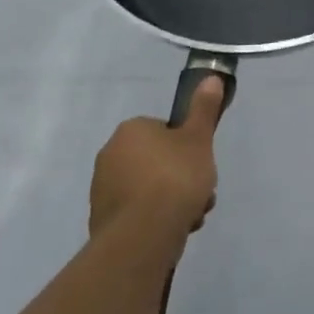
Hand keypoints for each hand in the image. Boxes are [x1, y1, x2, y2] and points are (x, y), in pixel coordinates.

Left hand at [89, 77, 223, 243]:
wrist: (143, 235)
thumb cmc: (174, 177)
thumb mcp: (198, 138)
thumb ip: (204, 108)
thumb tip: (210, 77)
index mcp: (131, 130)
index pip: (164, 131)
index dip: (187, 147)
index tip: (201, 164)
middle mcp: (110, 155)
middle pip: (158, 161)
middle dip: (182, 178)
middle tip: (201, 193)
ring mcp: (103, 190)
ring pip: (150, 189)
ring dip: (173, 201)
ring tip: (192, 217)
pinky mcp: (102, 221)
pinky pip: (138, 213)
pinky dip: (155, 219)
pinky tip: (173, 230)